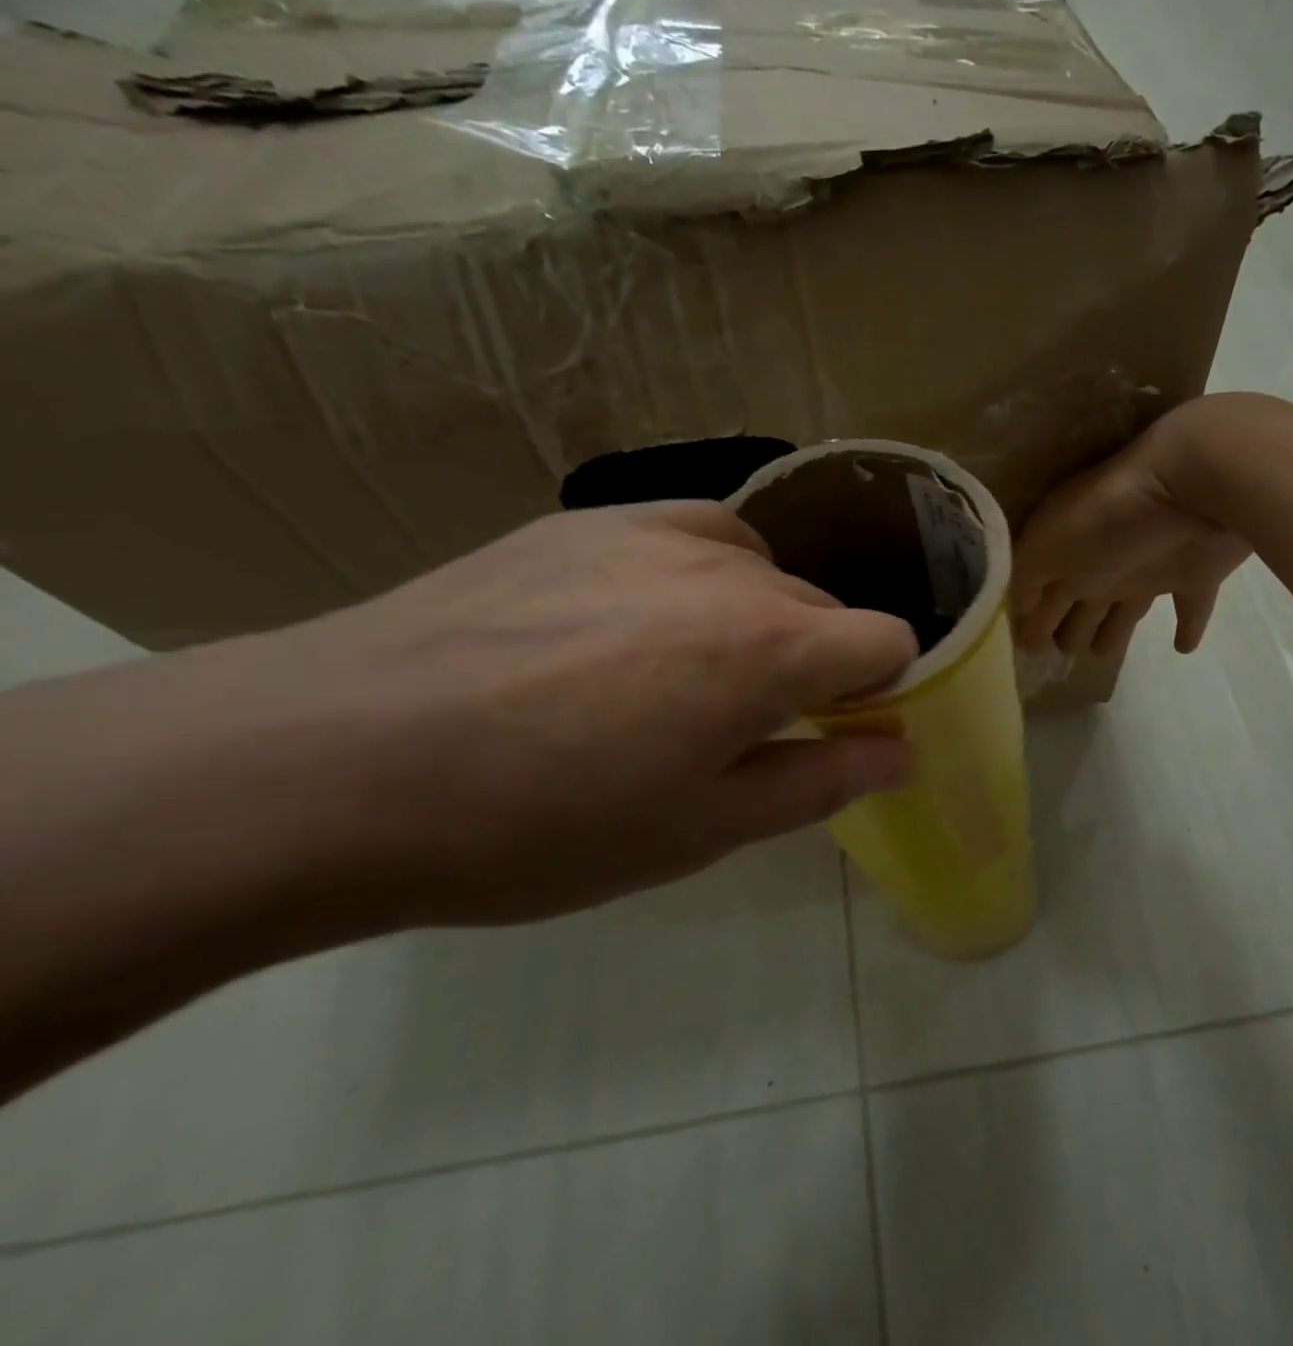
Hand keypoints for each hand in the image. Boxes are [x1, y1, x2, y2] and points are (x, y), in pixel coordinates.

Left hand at [254, 503, 918, 923]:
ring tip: (674, 675)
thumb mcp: (702, 829)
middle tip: (738, 727)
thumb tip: (901, 752)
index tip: (839, 729)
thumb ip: (822, 780)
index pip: (888, 639)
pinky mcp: (587, 519)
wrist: (334, 762)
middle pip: (822, 609)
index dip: (881, 688)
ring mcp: (653, 530)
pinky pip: (689, 536)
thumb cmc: (541, 823)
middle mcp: (731, 569)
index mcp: (770, 647)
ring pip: (758, 570)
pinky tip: (630, 624)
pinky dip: (697, 577)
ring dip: (752, 621)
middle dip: (810, 665)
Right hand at [1012, 407, 1251, 656]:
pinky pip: (1190, 609)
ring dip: (1113, 635)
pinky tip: (1184, 648)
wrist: (1187, 487)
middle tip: (1059, 655)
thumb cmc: (1105, 517)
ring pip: (1124, 613)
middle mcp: (1101, 565)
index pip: (1040, 594)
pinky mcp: (1194, 576)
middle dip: (1067, 630)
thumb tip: (1015, 613)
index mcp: (1065, 557)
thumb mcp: (1045, 545)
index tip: (1024, 651)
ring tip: (1100, 655)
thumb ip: (1025, 579)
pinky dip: (1188, 629)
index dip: (1030, 622)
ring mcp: (1148, 570)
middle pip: (1080, 607)